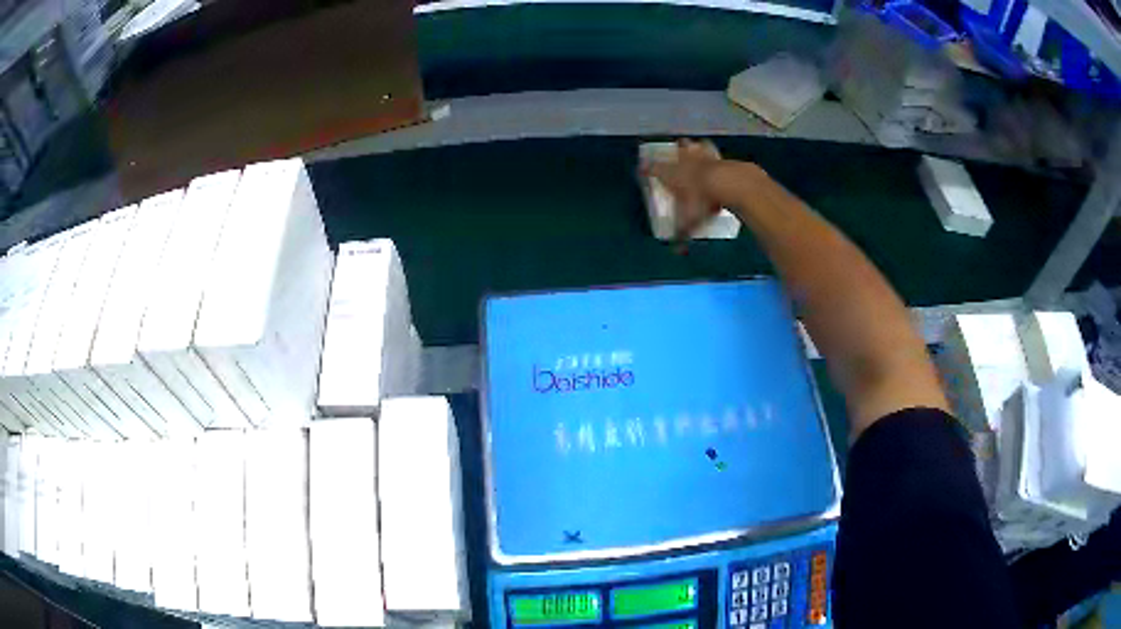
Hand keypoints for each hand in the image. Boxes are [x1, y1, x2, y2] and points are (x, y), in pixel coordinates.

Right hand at [640, 139, 723, 240]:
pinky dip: (712, 154)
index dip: (646, 169)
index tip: (642, 169)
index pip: (652, 168)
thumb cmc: (702, 199)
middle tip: (673, 156)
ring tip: (693, 151)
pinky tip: (716, 159)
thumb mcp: (690, 220)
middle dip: (673, 152)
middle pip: (674, 150)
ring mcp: (701, 155)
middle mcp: (683, 160)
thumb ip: (683, 232)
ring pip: (693, 146)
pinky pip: (712, 150)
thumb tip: (677, 250)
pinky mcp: (719, 155)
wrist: (728, 182)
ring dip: (692, 148)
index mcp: (670, 173)